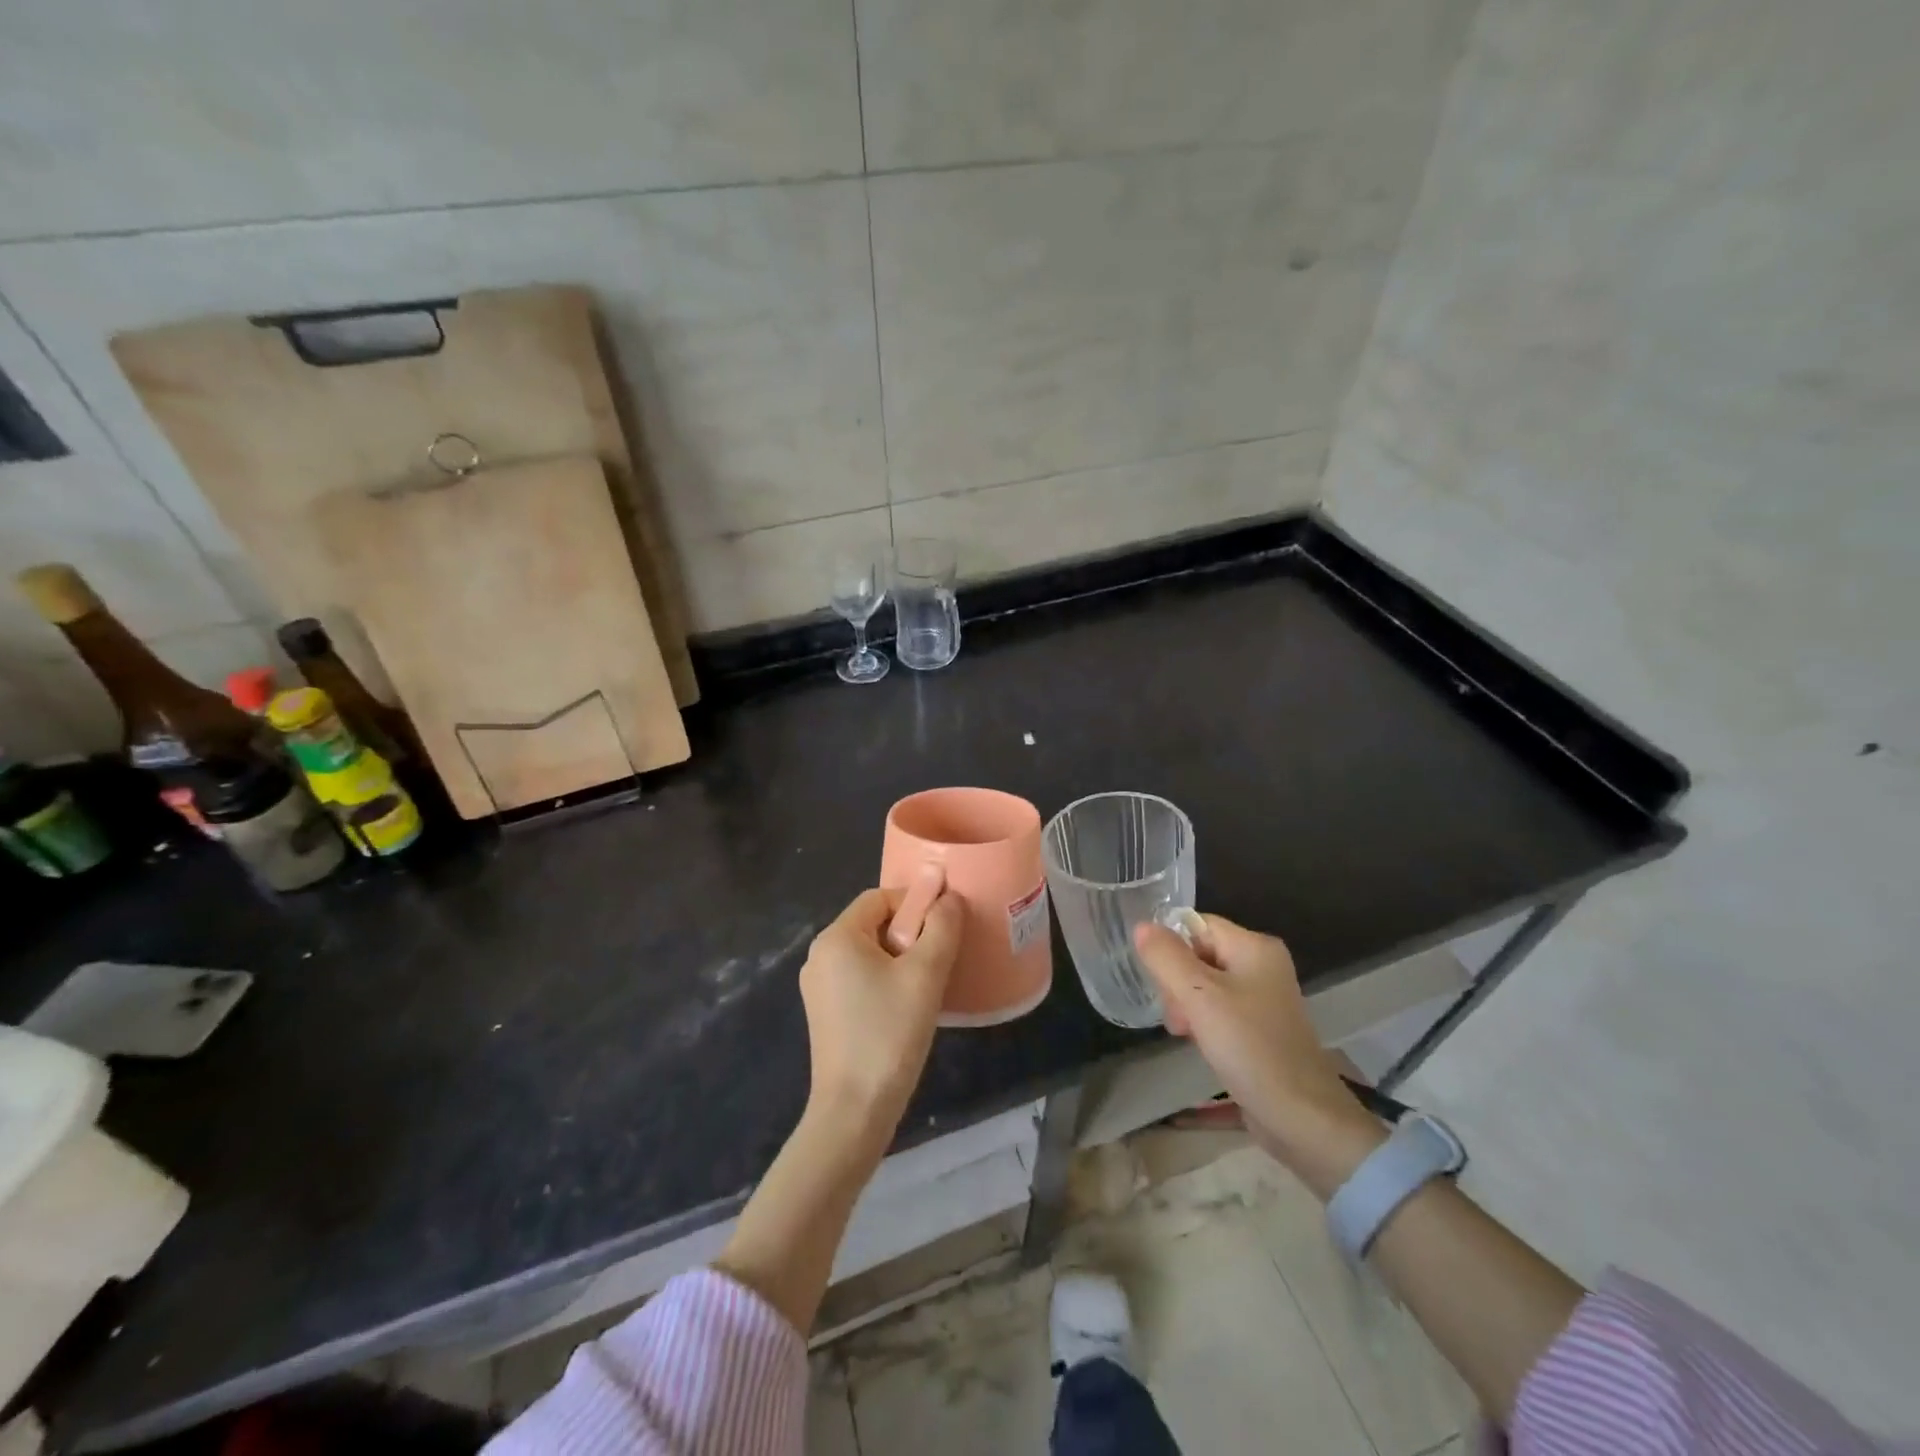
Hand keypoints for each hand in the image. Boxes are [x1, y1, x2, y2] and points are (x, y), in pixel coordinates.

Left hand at [799, 881, 962, 1139]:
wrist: (854, 1110)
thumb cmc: (889, 1033)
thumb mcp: (925, 974)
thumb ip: (941, 927)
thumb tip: (948, 895)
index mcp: (836, 937)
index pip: (881, 897)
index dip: (916, 903)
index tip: (943, 928)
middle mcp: (820, 955)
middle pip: (874, 923)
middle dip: (910, 933)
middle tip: (939, 960)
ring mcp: (818, 986)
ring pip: (869, 953)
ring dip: (901, 959)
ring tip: (927, 986)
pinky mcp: (825, 1013)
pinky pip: (859, 978)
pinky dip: (885, 980)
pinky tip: (906, 1007)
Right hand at [1134, 915, 1378, 1188]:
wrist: (1302, 1118)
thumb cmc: (1251, 1048)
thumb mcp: (1199, 997)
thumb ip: (1166, 958)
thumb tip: (1141, 926)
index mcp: (1255, 947)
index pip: (1196, 925)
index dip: (1172, 949)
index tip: (1162, 984)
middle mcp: (1262, 964)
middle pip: (1199, 954)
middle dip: (1177, 982)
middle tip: (1178, 1018)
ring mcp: (1264, 997)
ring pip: (1204, 984)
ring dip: (1187, 1005)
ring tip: (1185, 1034)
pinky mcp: (1261, 1026)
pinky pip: (1219, 1008)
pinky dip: (1203, 1021)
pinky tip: (1200, 1043)